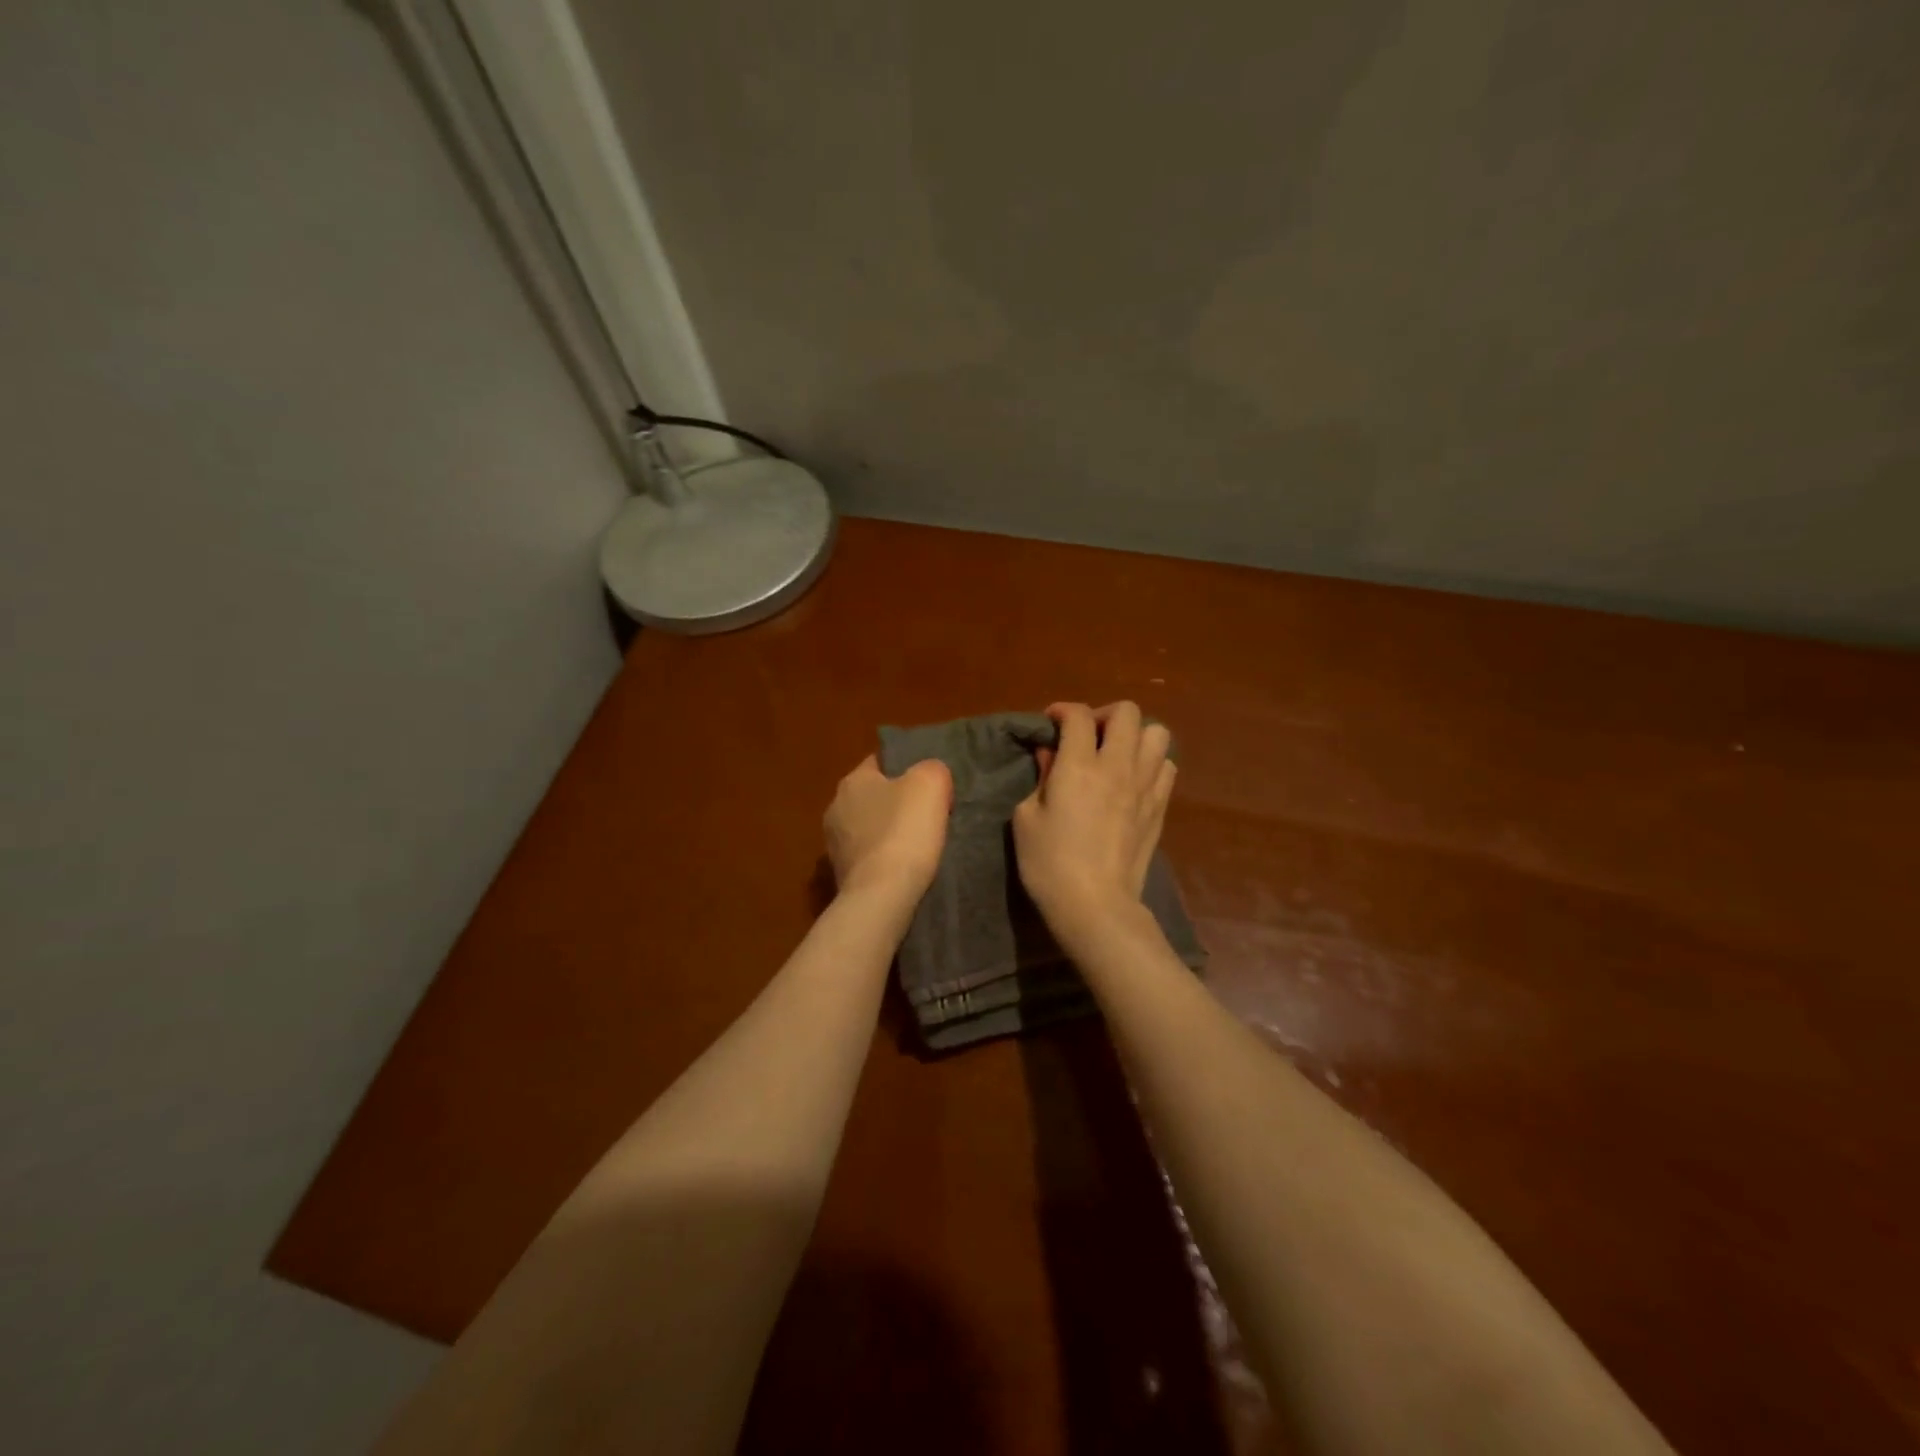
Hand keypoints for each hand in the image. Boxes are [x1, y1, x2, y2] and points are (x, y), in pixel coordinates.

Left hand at [824, 754, 952, 905]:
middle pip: (874, 797)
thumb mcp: (930, 783)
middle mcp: (835, 808)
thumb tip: (929, 776)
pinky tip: (904, 869)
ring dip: (889, 834)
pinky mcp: (841, 876)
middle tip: (928, 815)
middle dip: (897, 804)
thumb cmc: (904, 831)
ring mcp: (834, 845)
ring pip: (870, 829)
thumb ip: (931, 769)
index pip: (879, 762)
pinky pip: (869, 858)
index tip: (929, 785)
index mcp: (852, 781)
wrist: (882, 897)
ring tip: (919, 846)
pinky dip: (884, 861)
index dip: (906, 769)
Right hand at [1013, 702, 1175, 934]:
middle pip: (1126, 712)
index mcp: (1078, 766)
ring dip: (1134, 736)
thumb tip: (1051, 754)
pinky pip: (1167, 766)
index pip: (1078, 715)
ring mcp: (1145, 786)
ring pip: (1156, 733)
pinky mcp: (1160, 807)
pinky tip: (1133, 780)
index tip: (1051, 722)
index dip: (1062, 710)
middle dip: (1103, 715)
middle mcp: (1117, 766)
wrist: (1095, 905)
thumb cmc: (1049, 863)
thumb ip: (1041, 777)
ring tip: (1116, 754)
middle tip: (1087, 736)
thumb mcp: (1026, 817)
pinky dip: (1151, 763)